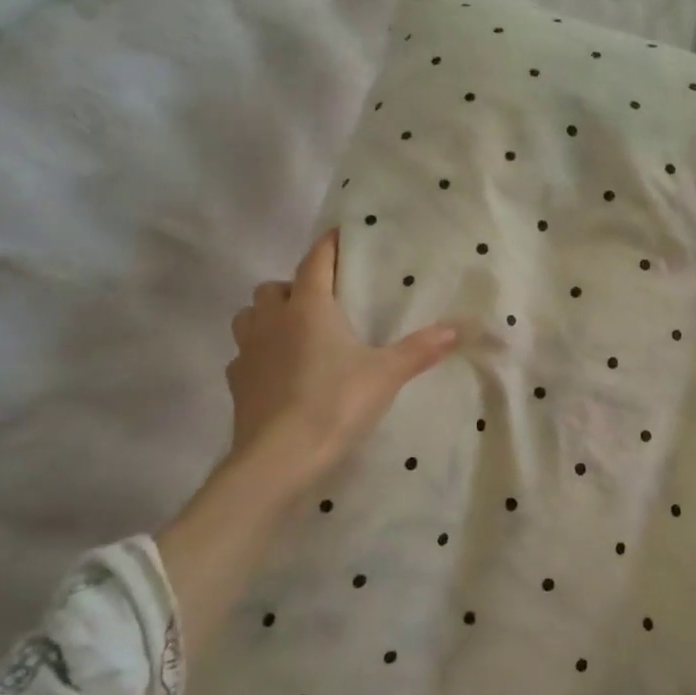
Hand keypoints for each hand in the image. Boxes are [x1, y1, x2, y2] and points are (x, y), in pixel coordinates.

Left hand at [223, 230, 458, 497]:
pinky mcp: (236, 383)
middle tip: (322, 304)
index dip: (328, 245)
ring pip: (250, 316)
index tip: (340, 236)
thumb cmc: (335, 404)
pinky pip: (243, 355)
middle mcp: (272, 320)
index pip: (315, 261)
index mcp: (308, 307)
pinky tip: (278, 372)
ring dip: (269, 317)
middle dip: (295, 287)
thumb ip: (420, 349)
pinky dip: (259, 354)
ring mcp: (247, 351)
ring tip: (295, 334)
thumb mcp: (386, 375)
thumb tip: (458, 328)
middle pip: (275, 287)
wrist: (279, 457)